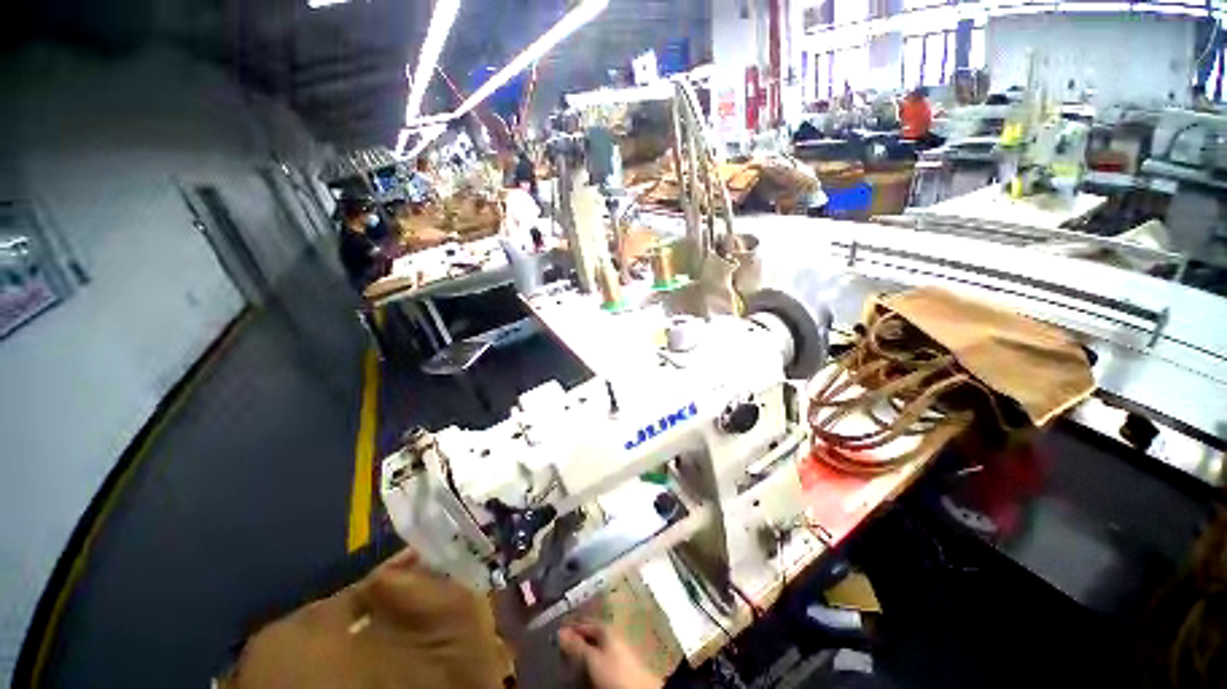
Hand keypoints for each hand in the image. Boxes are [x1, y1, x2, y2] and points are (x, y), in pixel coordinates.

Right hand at [557, 622, 661, 688]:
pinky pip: (599, 656)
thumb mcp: (592, 659)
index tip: (553, 633)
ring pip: (593, 646)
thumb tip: (559, 631)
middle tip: (558, 647)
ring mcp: (616, 647)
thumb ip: (576, 645)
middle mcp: (611, 633)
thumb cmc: (615, 672)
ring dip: (582, 650)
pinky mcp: (619, 662)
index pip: (582, 623)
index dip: (568, 627)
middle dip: (575, 639)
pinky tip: (584, 667)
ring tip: (568, 658)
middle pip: (588, 634)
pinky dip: (590, 659)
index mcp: (605, 628)